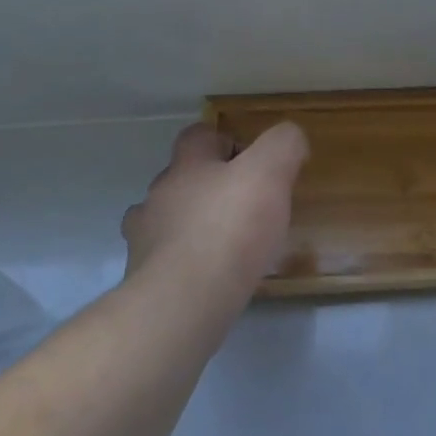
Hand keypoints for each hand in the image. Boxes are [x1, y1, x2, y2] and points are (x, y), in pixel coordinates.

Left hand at [122, 121, 309, 297]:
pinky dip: (183, 259)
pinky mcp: (145, 276)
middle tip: (244, 205)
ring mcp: (146, 236)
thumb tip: (290, 137)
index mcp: (188, 165)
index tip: (249, 160)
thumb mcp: (270, 174)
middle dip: (208, 186)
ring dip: (190, 223)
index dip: (223, 140)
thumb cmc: (230, 229)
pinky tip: (206, 274)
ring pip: (167, 218)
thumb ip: (283, 146)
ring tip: (223, 242)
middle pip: (180, 177)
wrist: (184, 300)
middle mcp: (160, 194)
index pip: (198, 135)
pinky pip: (165, 258)